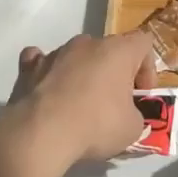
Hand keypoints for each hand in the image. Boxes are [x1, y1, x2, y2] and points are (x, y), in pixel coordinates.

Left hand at [0, 31, 157, 175]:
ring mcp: (56, 52)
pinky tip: (49, 91)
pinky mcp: (29, 67)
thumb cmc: (95, 125)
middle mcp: (88, 43)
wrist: (40, 134)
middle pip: (109, 49)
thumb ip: (135, 114)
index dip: (147, 68)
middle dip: (114, 73)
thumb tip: (125, 115)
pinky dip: (48, 73)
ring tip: (79, 105)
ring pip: (77, 56)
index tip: (140, 94)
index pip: (144, 43)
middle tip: (114, 103)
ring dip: (83, 74)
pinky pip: (42, 62)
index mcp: (118, 50)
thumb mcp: (132, 128)